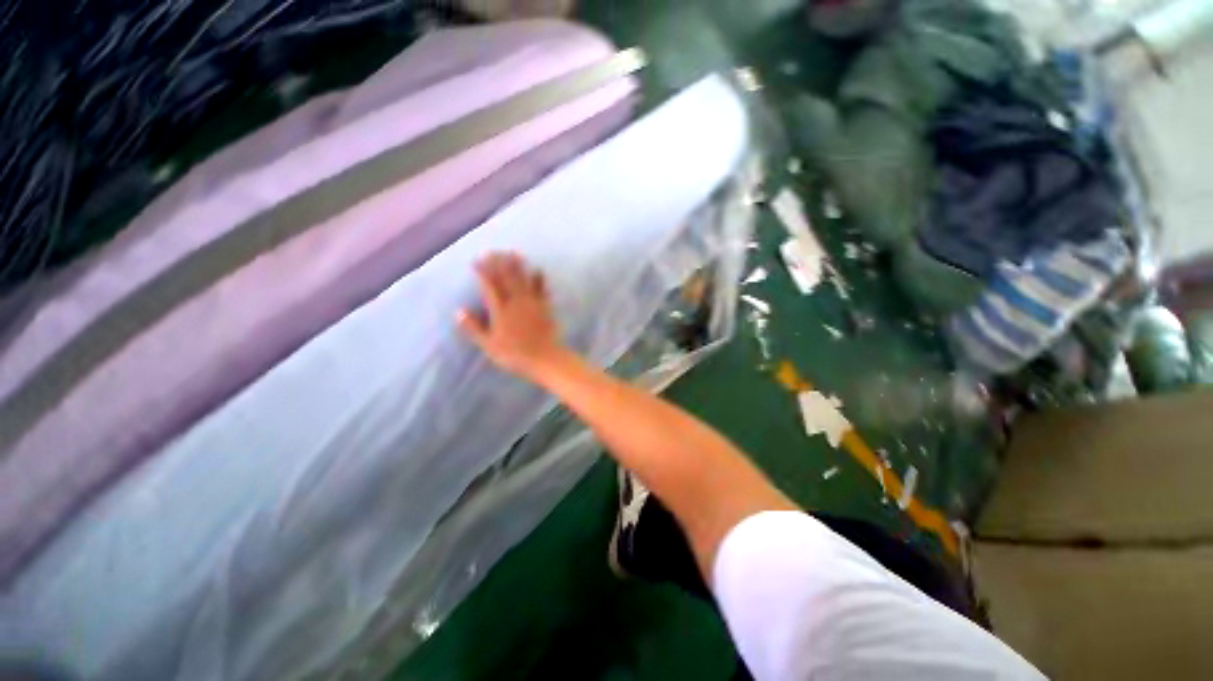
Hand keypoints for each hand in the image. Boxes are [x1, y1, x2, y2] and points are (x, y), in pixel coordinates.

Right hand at [458, 252, 566, 378]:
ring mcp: (533, 303)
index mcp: (501, 310)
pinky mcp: (546, 307)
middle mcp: (517, 302)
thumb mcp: (489, 345)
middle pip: (507, 278)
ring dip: (518, 265)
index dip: (483, 271)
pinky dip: (539, 278)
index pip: (489, 285)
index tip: (476, 260)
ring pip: (524, 279)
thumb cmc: (514, 355)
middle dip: (499, 263)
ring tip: (513, 252)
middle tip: (493, 250)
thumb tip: (459, 311)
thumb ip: (474, 328)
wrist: (545, 358)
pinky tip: (538, 270)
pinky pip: (542, 289)